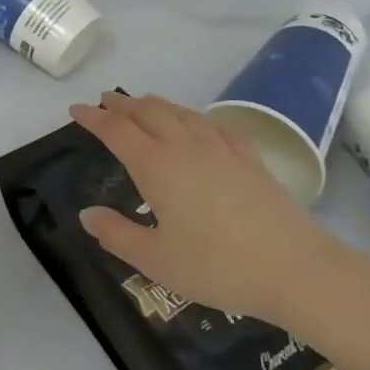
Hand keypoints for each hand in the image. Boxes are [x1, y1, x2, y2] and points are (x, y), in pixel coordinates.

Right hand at [69, 92, 369, 343]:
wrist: (295, 267)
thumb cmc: (218, 267)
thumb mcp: (157, 260)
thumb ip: (117, 235)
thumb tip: (87, 214)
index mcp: (156, 166)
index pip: (116, 130)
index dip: (93, 118)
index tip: (75, 109)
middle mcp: (184, 146)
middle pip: (146, 112)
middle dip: (121, 104)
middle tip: (103, 102)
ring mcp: (220, 147)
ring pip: (179, 112)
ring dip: (153, 104)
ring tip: (140, 104)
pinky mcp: (247, 156)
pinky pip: (210, 123)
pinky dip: (190, 116)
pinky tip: (194, 124)